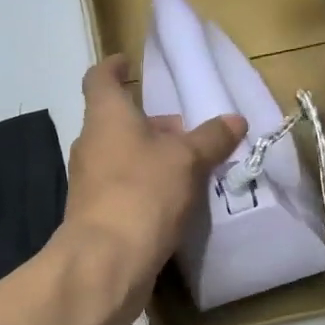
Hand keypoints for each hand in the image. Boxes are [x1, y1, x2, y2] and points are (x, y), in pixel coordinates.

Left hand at [64, 55, 246, 324]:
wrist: (106, 262)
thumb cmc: (143, 192)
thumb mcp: (187, 160)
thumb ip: (211, 138)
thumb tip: (235, 119)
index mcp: (106, 117)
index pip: (100, 78)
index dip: (114, 67)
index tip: (128, 62)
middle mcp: (91, 144)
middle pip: (117, 121)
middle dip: (151, 123)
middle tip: (187, 130)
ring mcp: (89, 181)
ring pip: (122, 156)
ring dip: (151, 156)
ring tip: (191, 167)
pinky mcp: (96, 214)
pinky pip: (124, 187)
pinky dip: (146, 185)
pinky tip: (176, 200)